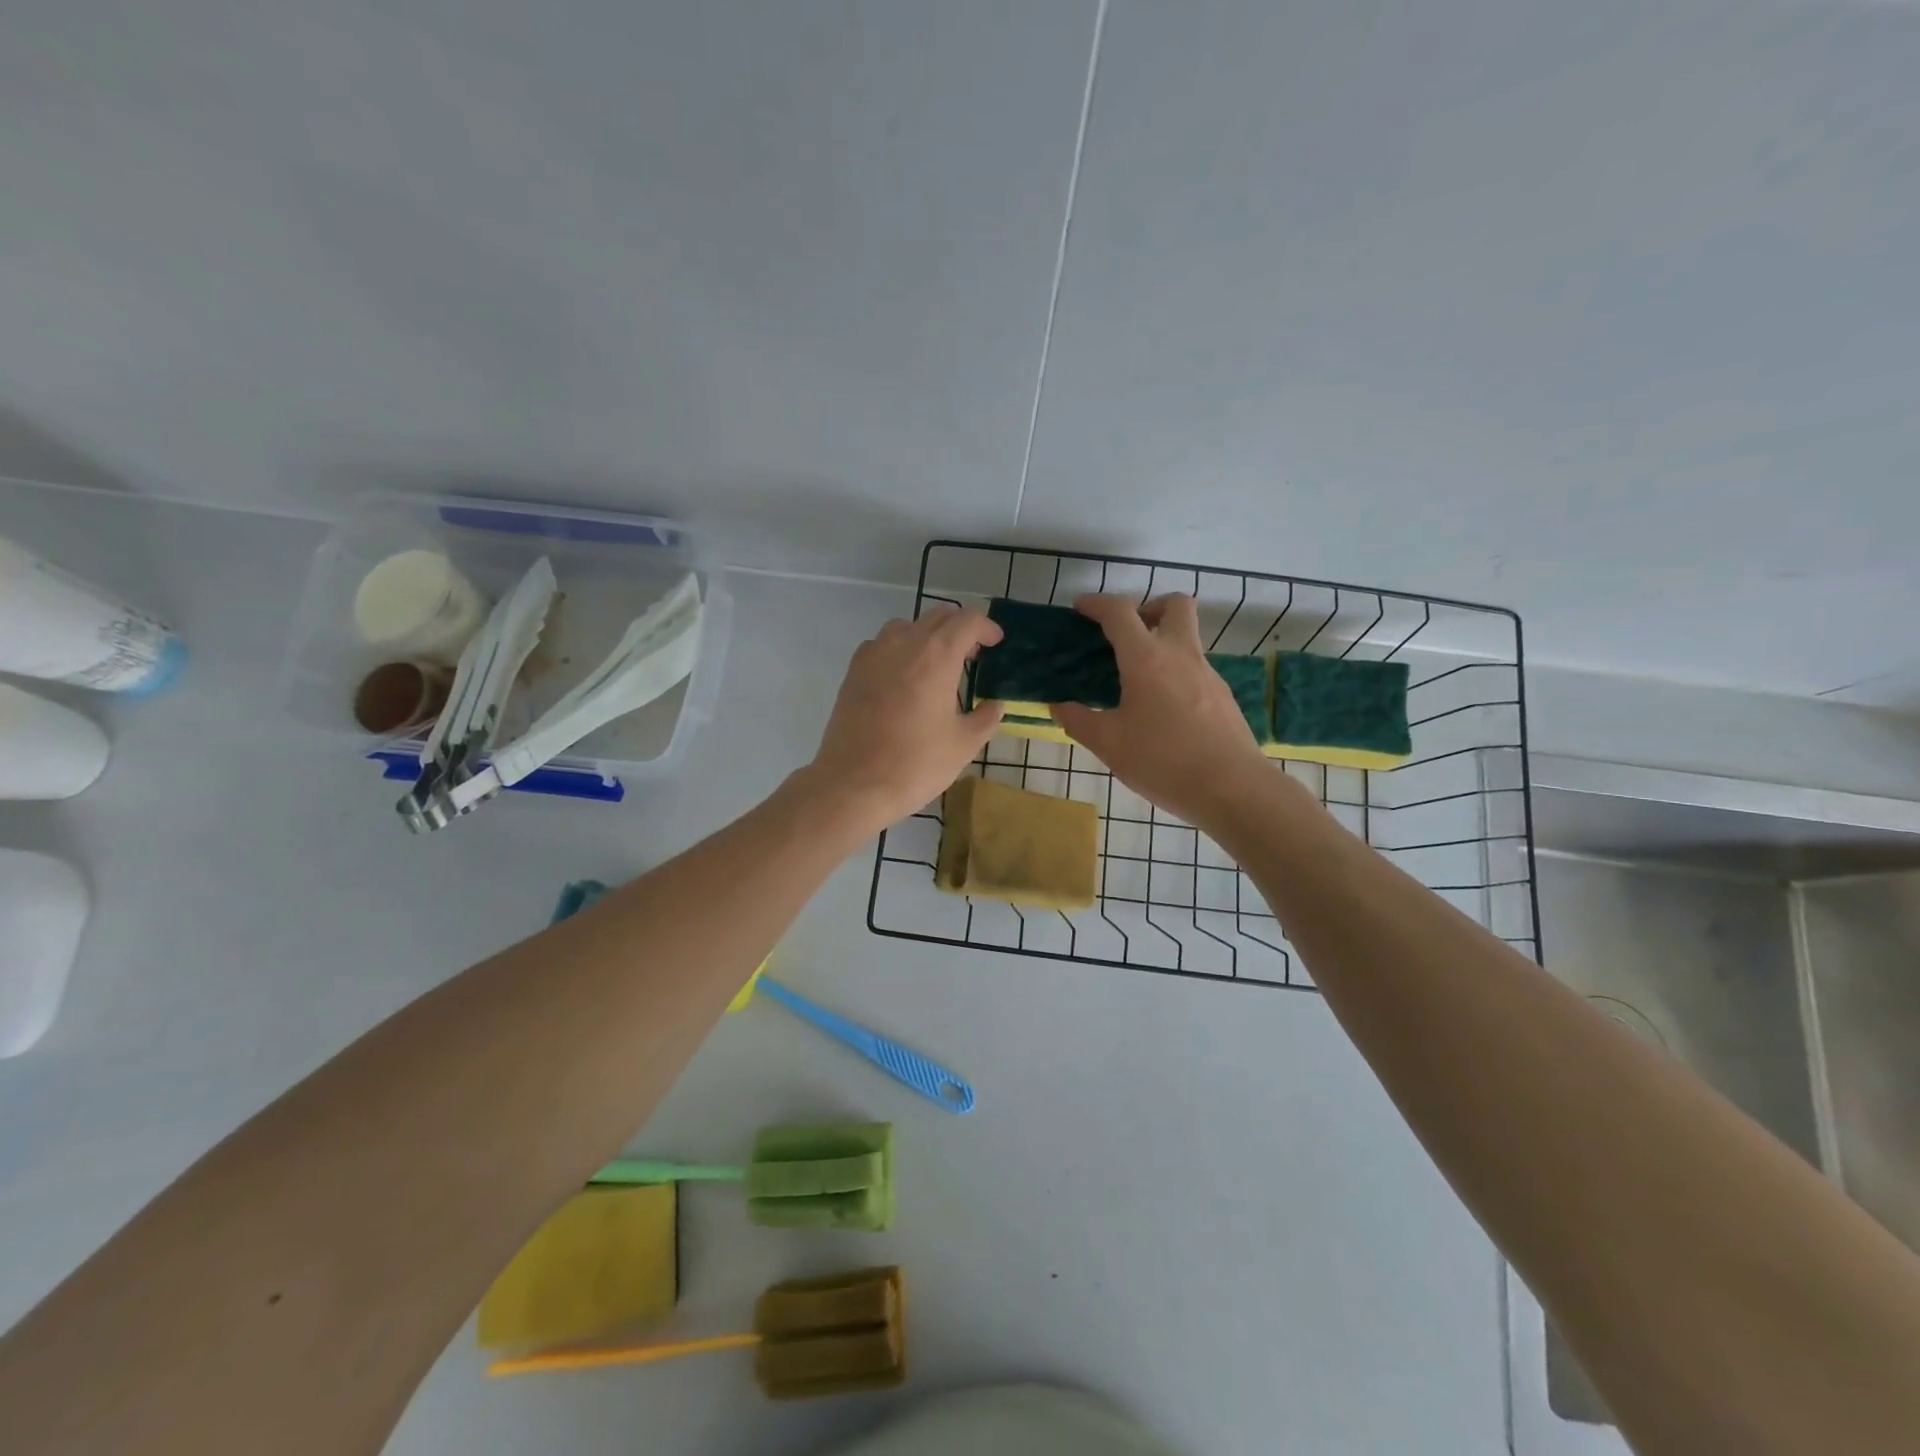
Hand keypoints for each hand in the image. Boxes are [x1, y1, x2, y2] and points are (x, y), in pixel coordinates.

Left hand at [805, 604, 1004, 834]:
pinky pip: (881, 645)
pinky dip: (899, 650)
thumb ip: (985, 718)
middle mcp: (904, 644)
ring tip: (937, 666)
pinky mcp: (853, 671)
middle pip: (938, 617)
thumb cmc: (915, 764)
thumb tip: (995, 705)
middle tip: (972, 656)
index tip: (996, 644)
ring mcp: (873, 655)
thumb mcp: (963, 745)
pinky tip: (904, 679)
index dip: (987, 627)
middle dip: (960, 629)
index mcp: (937, 656)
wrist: (853, 784)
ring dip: (927, 636)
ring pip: (907, 627)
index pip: (968, 621)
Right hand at [1052, 594, 1272, 828]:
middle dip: (1149, 607)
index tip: (1081, 608)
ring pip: (1187, 639)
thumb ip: (1079, 721)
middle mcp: (1180, 655)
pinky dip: (1175, 675)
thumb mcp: (1109, 744)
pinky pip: (1195, 670)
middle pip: (1174, 605)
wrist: (1233, 789)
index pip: (1120, 613)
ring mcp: (1207, 674)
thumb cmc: (1163, 761)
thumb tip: (1059, 706)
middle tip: (1128, 635)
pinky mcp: (1223, 697)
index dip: (1097, 604)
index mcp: (1147, 659)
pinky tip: (1162, 712)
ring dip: (1162, 645)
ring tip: (1138, 683)